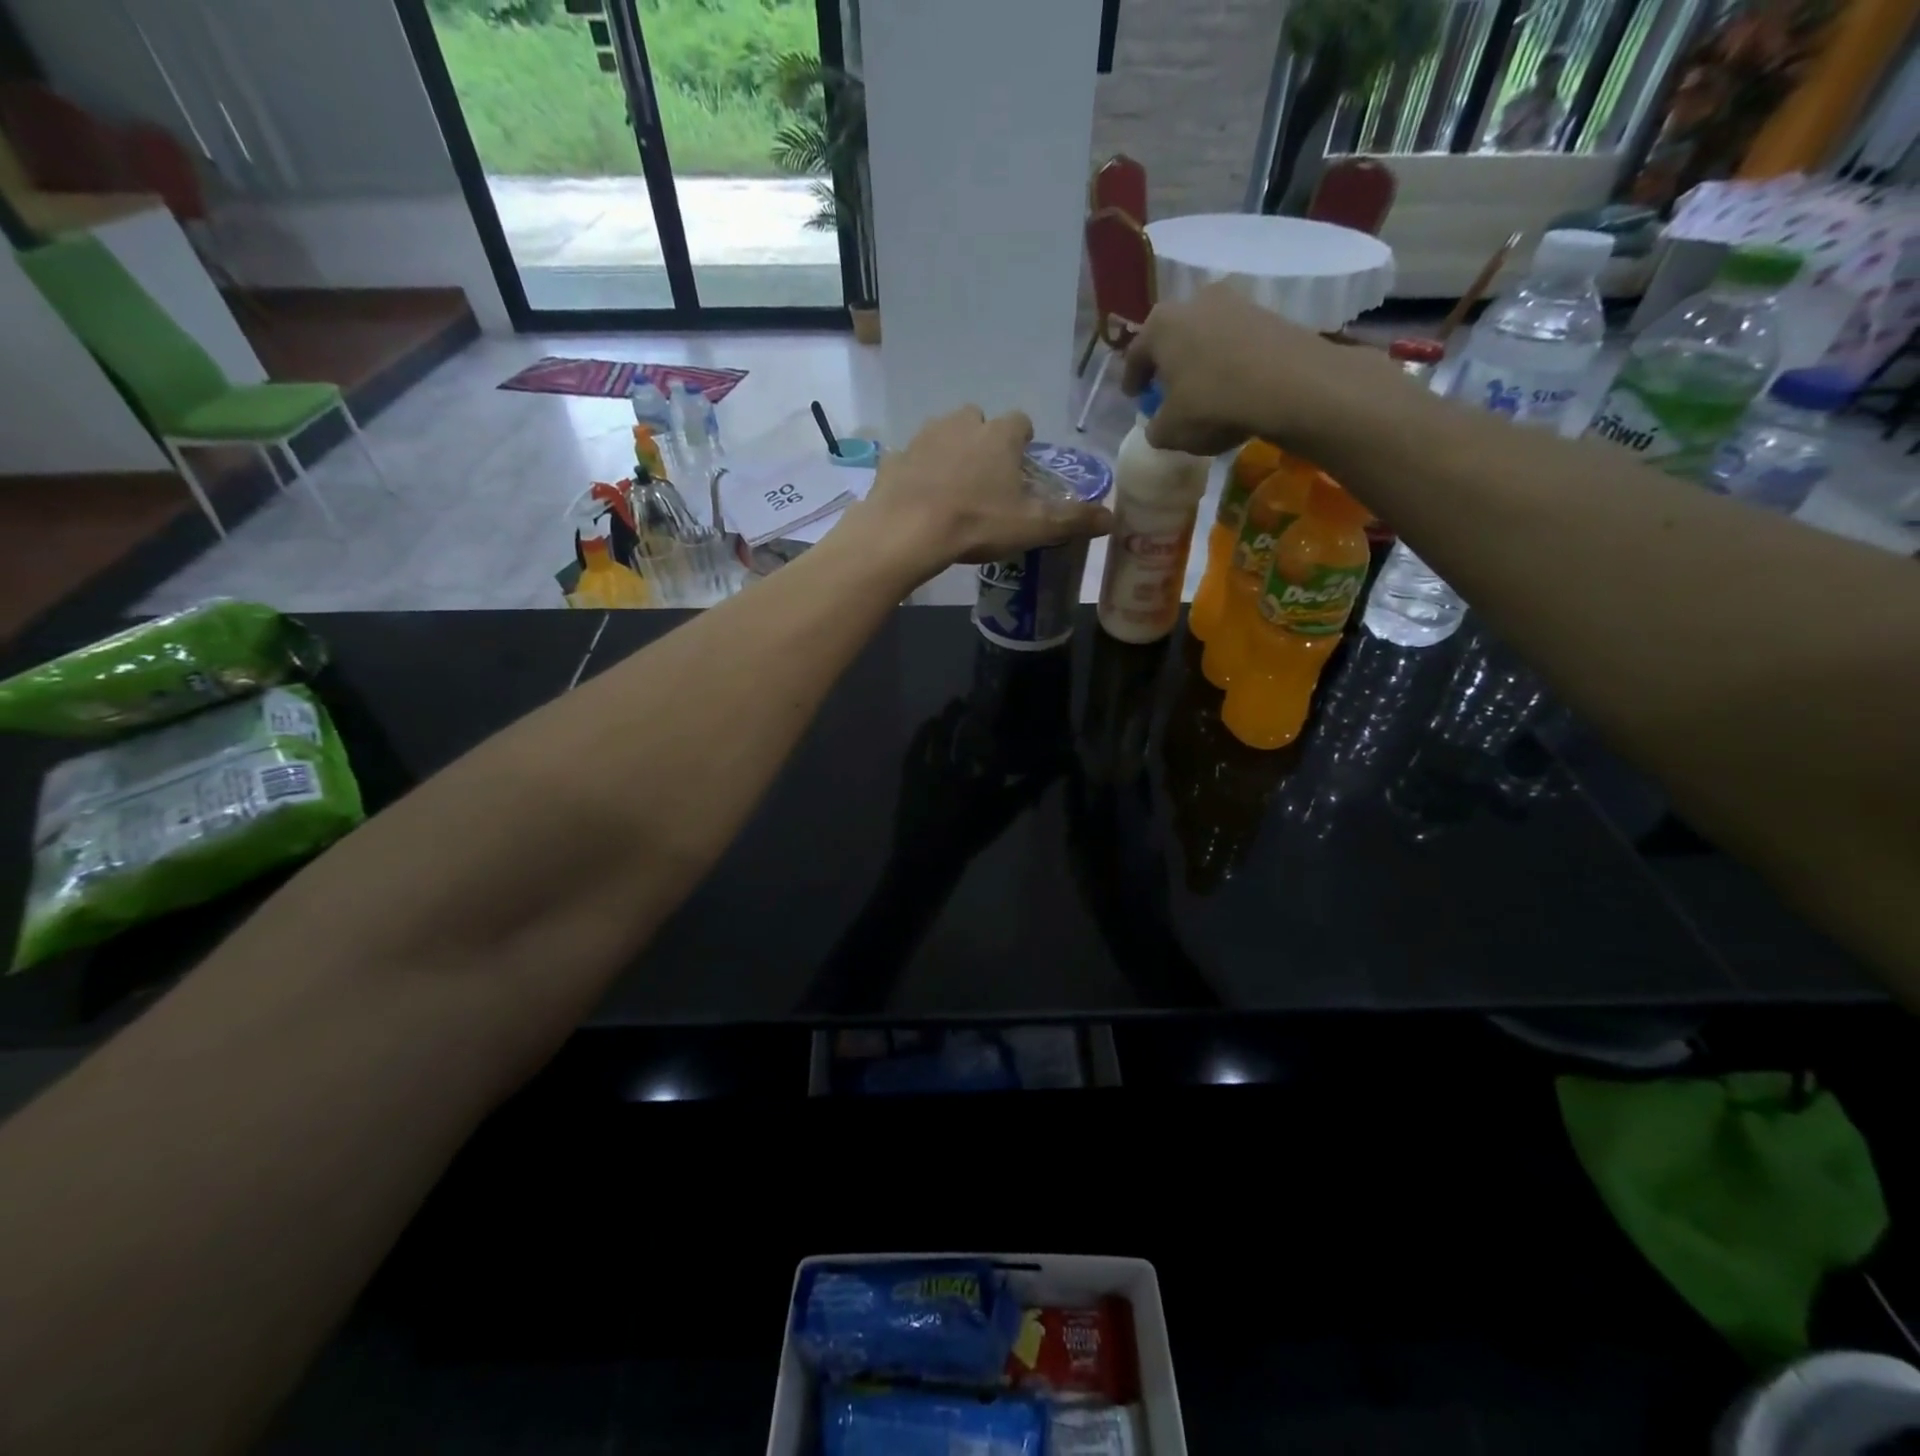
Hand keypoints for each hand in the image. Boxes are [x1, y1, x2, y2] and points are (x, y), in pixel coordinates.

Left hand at [849, 406, 1112, 579]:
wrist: (907, 531)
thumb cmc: (976, 523)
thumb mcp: (1032, 526)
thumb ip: (1072, 519)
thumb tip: (1111, 519)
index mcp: (998, 436)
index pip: (1020, 422)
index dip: (1023, 441)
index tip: (1022, 464)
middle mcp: (961, 425)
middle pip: (978, 421)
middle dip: (984, 441)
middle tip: (986, 479)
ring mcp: (922, 438)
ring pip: (942, 435)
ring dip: (950, 453)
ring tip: (953, 489)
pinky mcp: (894, 458)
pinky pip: (911, 460)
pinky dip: (917, 473)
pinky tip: (919, 499)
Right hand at [1120, 283, 1415, 457]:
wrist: (1289, 385)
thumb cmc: (1212, 404)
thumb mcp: (1170, 431)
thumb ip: (1155, 427)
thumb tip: (1158, 425)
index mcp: (1160, 325)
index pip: (1135, 354)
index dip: (1131, 379)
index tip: (1133, 396)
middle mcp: (1194, 302)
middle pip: (1172, 336)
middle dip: (1168, 362)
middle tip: (1166, 388)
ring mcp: (1234, 303)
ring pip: (1205, 335)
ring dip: (1200, 359)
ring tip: (1202, 387)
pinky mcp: (1268, 314)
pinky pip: (1235, 341)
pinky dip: (1229, 360)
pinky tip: (1233, 385)